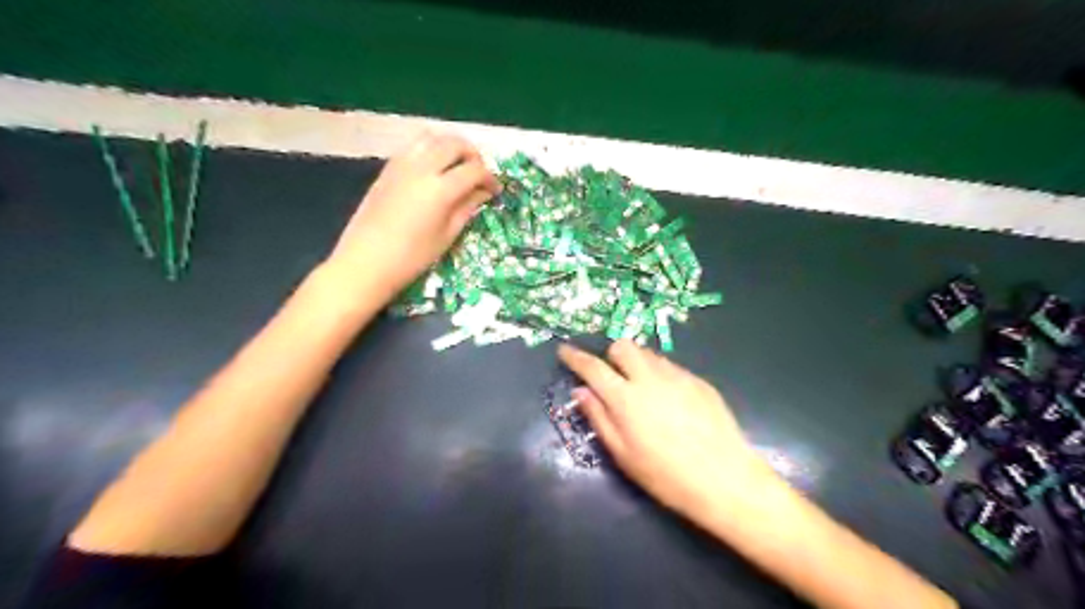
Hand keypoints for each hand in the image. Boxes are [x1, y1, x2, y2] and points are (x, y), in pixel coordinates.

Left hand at [324, 132, 502, 298]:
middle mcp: (422, 168)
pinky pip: (413, 147)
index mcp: (440, 189)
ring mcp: (401, 165)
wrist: (365, 262)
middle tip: (479, 174)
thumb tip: (483, 193)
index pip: (474, 171)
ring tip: (457, 165)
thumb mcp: (447, 236)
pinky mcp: (387, 169)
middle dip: (473, 155)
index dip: (490, 178)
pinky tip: (433, 170)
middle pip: (454, 144)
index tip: (495, 190)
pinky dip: (430, 150)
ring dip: (450, 146)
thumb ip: (467, 208)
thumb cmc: (412, 257)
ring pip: (432, 138)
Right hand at [559, 340, 769, 519]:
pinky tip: (669, 401)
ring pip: (648, 354)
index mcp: (625, 398)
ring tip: (642, 391)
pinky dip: (660, 375)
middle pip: (623, 346)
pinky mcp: (698, 381)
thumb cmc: (665, 475)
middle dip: (611, 356)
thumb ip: (599, 417)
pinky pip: (671, 366)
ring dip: (637, 364)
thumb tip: (580, 391)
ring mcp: (678, 376)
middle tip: (613, 378)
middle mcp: (650, 378)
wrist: (724, 479)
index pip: (593, 367)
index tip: (564, 351)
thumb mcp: (623, 454)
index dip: (575, 357)